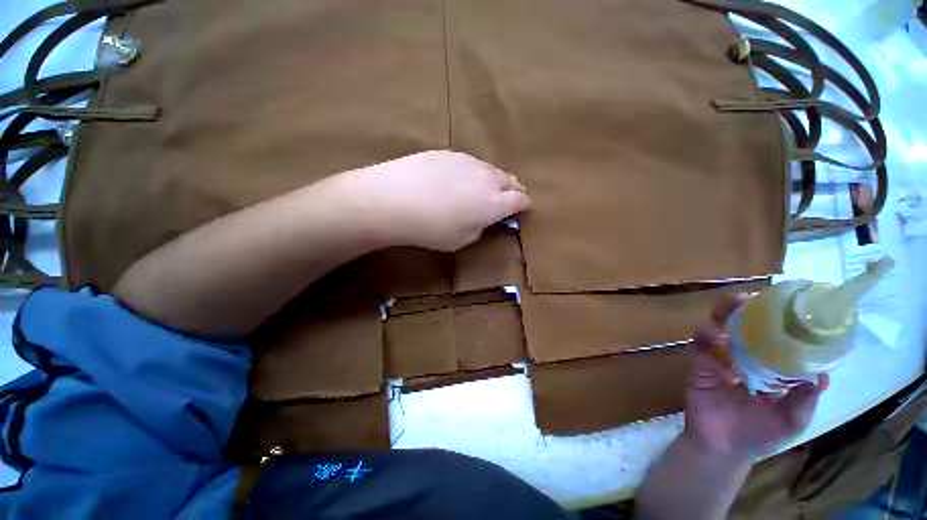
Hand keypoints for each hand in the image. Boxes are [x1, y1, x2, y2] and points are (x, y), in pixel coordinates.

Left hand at [343, 151, 531, 251]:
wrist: (394, 200)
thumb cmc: (431, 229)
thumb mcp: (462, 240)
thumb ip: (480, 227)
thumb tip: (484, 217)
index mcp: (494, 203)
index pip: (521, 199)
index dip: (525, 205)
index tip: (524, 209)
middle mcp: (487, 178)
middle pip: (510, 180)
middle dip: (513, 190)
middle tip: (507, 200)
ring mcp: (468, 161)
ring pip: (491, 170)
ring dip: (493, 181)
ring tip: (482, 190)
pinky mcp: (450, 152)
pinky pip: (471, 163)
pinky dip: (473, 173)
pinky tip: (457, 181)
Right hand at [684, 294, 829, 460]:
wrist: (722, 447)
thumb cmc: (759, 435)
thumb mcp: (791, 420)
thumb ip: (805, 399)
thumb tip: (824, 375)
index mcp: (769, 366)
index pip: (772, 335)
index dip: (775, 318)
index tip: (783, 303)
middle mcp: (744, 356)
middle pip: (740, 324)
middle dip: (741, 307)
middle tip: (747, 297)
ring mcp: (719, 358)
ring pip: (717, 327)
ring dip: (722, 315)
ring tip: (732, 308)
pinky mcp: (700, 363)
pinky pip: (700, 345)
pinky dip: (707, 337)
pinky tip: (717, 342)